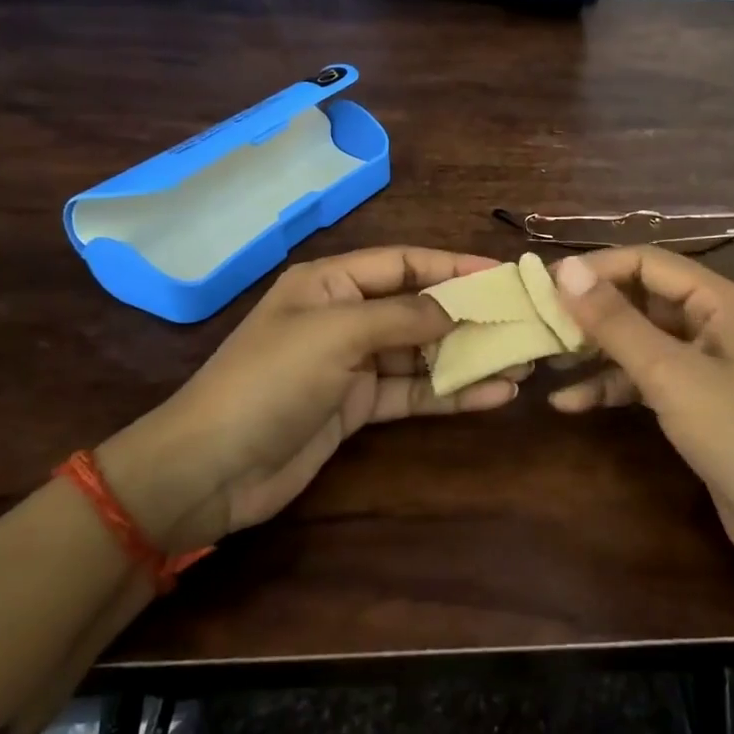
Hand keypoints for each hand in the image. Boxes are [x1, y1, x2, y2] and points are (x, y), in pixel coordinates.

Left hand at [99, 248, 523, 553]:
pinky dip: (451, 393)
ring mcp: (353, 364)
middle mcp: (346, 316)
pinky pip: (413, 393)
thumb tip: (456, 305)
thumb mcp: (337, 334)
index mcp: (331, 282)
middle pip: (419, 308)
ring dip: (469, 357)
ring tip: (522, 362)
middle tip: (523, 322)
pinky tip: (494, 395)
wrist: (210, 470)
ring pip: (422, 353)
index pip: (405, 263)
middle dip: (469, 315)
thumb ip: (403, 316)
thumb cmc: (270, 381)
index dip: (453, 265)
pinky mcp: (359, 407)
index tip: (503, 273)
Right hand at [546, 247, 733, 577]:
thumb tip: (564, 269)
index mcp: (720, 299)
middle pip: (641, 299)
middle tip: (539, 325)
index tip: (544, 286)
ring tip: (546, 360)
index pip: (646, 262)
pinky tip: (570, 402)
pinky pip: (647, 378)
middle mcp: (714, 320)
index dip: (595, 269)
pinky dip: (612, 386)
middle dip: (591, 312)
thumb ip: (615, 321)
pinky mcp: (696, 399)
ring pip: (640, 340)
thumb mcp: (669, 373)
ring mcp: (706, 361)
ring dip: (596, 351)